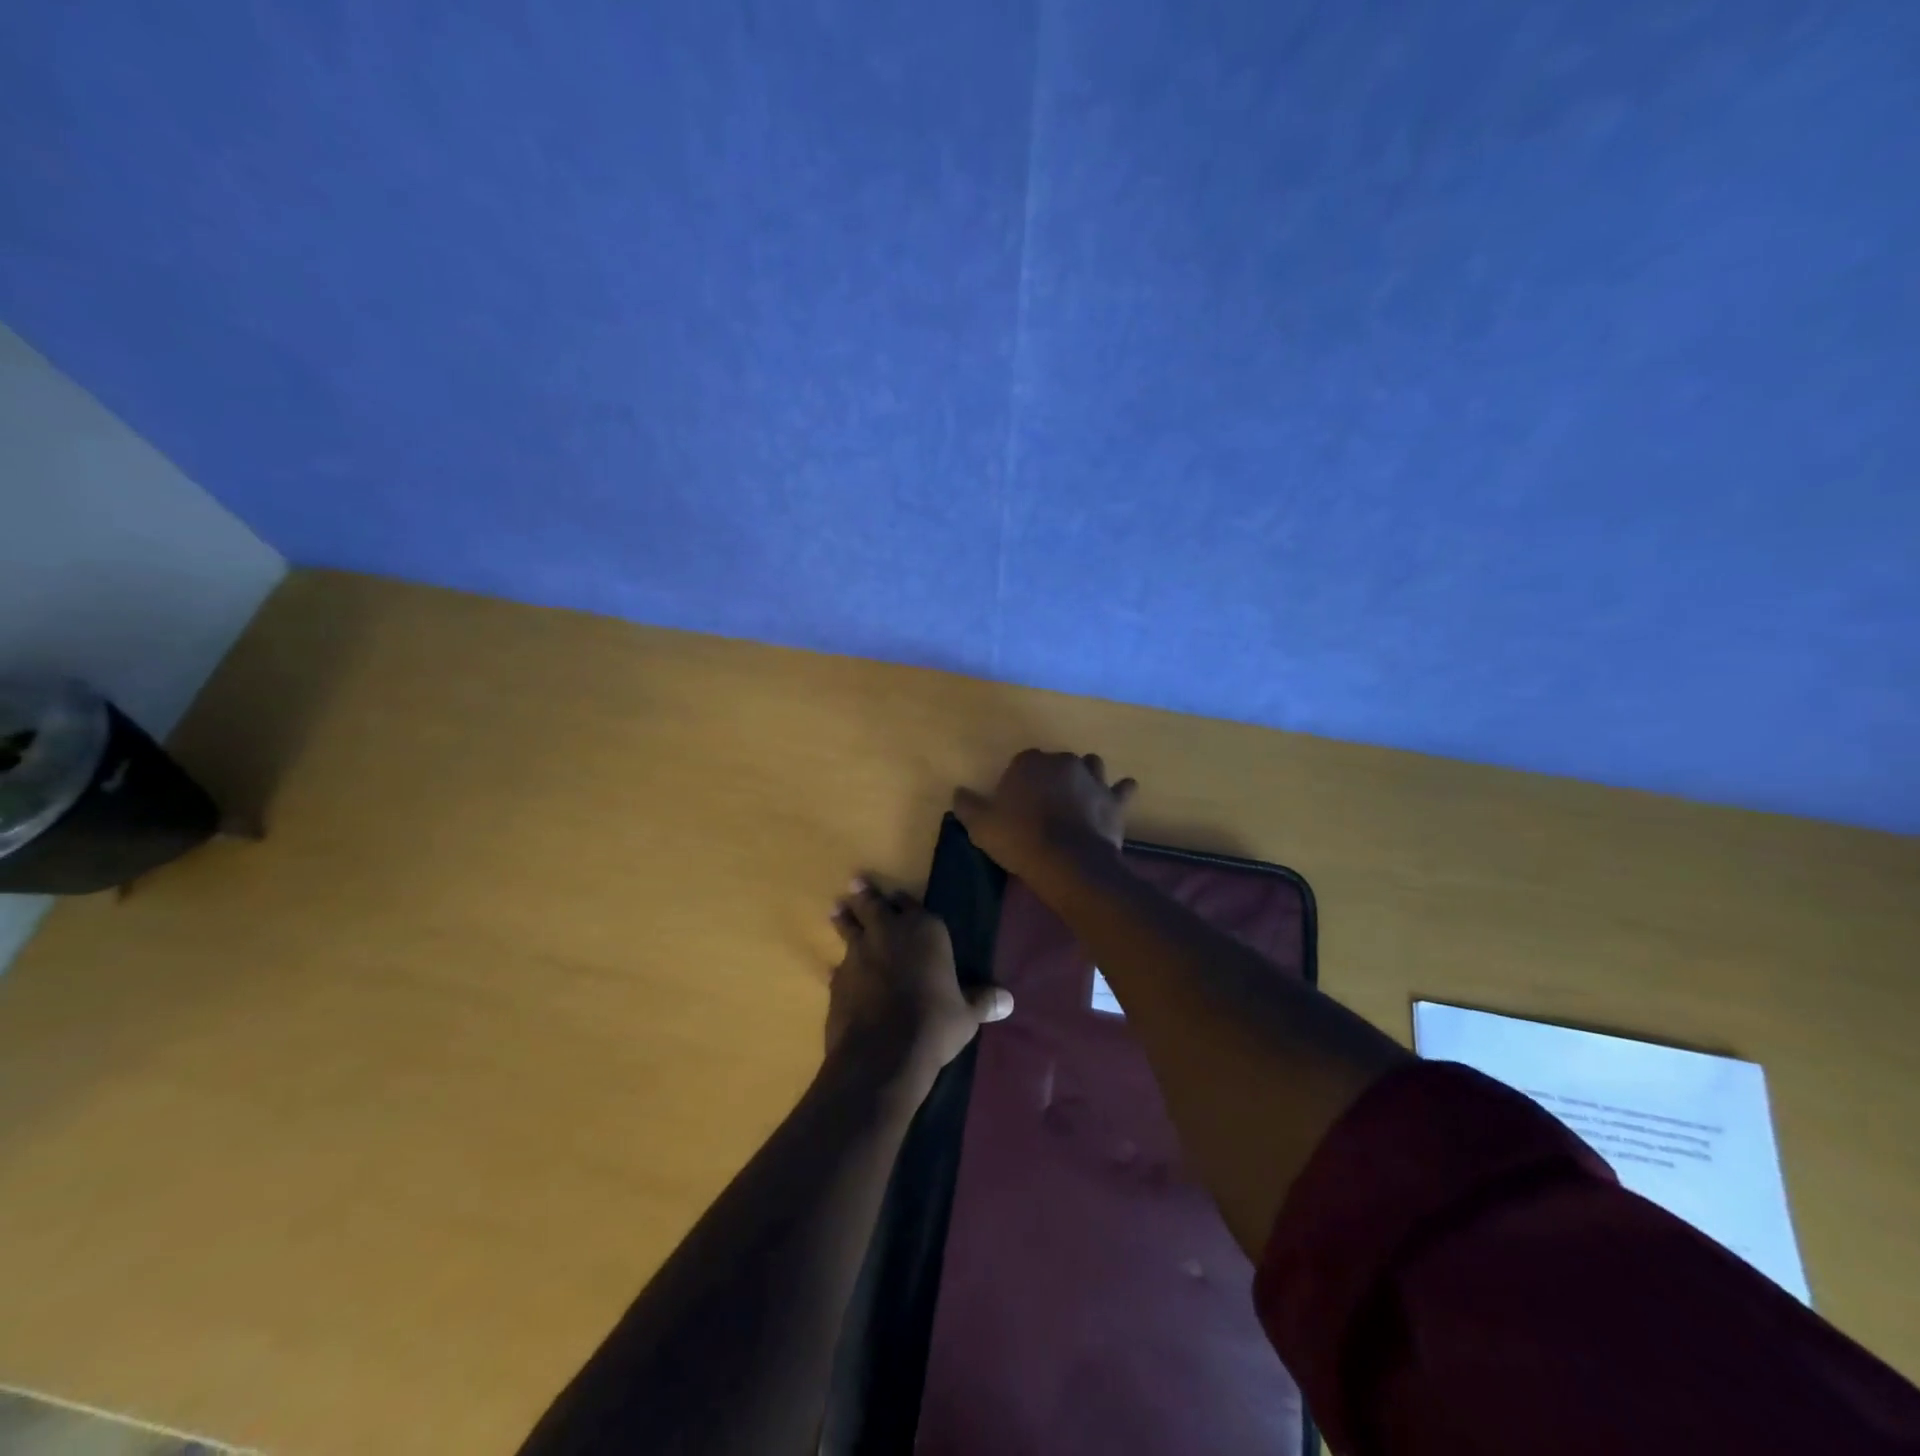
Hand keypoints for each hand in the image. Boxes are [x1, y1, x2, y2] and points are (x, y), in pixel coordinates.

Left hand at [827, 879, 1012, 1079]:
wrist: (883, 1053)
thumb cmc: (934, 1025)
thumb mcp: (966, 1016)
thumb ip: (982, 1002)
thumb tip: (1008, 1000)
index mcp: (925, 931)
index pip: (912, 904)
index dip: (905, 901)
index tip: (898, 896)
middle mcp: (889, 932)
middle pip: (874, 905)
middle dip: (866, 894)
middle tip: (856, 881)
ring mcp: (859, 954)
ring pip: (849, 927)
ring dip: (844, 918)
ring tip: (837, 908)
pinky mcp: (838, 979)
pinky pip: (839, 965)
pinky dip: (841, 966)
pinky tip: (837, 970)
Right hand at [951, 750, 1136, 882]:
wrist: (1068, 862)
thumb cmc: (1020, 840)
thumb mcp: (981, 826)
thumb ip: (968, 805)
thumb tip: (959, 792)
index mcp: (1030, 763)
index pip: (1022, 762)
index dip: (1019, 781)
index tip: (1016, 803)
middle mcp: (1063, 762)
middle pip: (1056, 763)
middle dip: (1052, 777)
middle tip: (1045, 804)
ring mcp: (1093, 778)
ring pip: (1091, 766)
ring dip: (1085, 777)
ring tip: (1078, 797)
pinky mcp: (1115, 800)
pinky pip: (1123, 788)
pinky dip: (1119, 792)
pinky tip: (1115, 800)